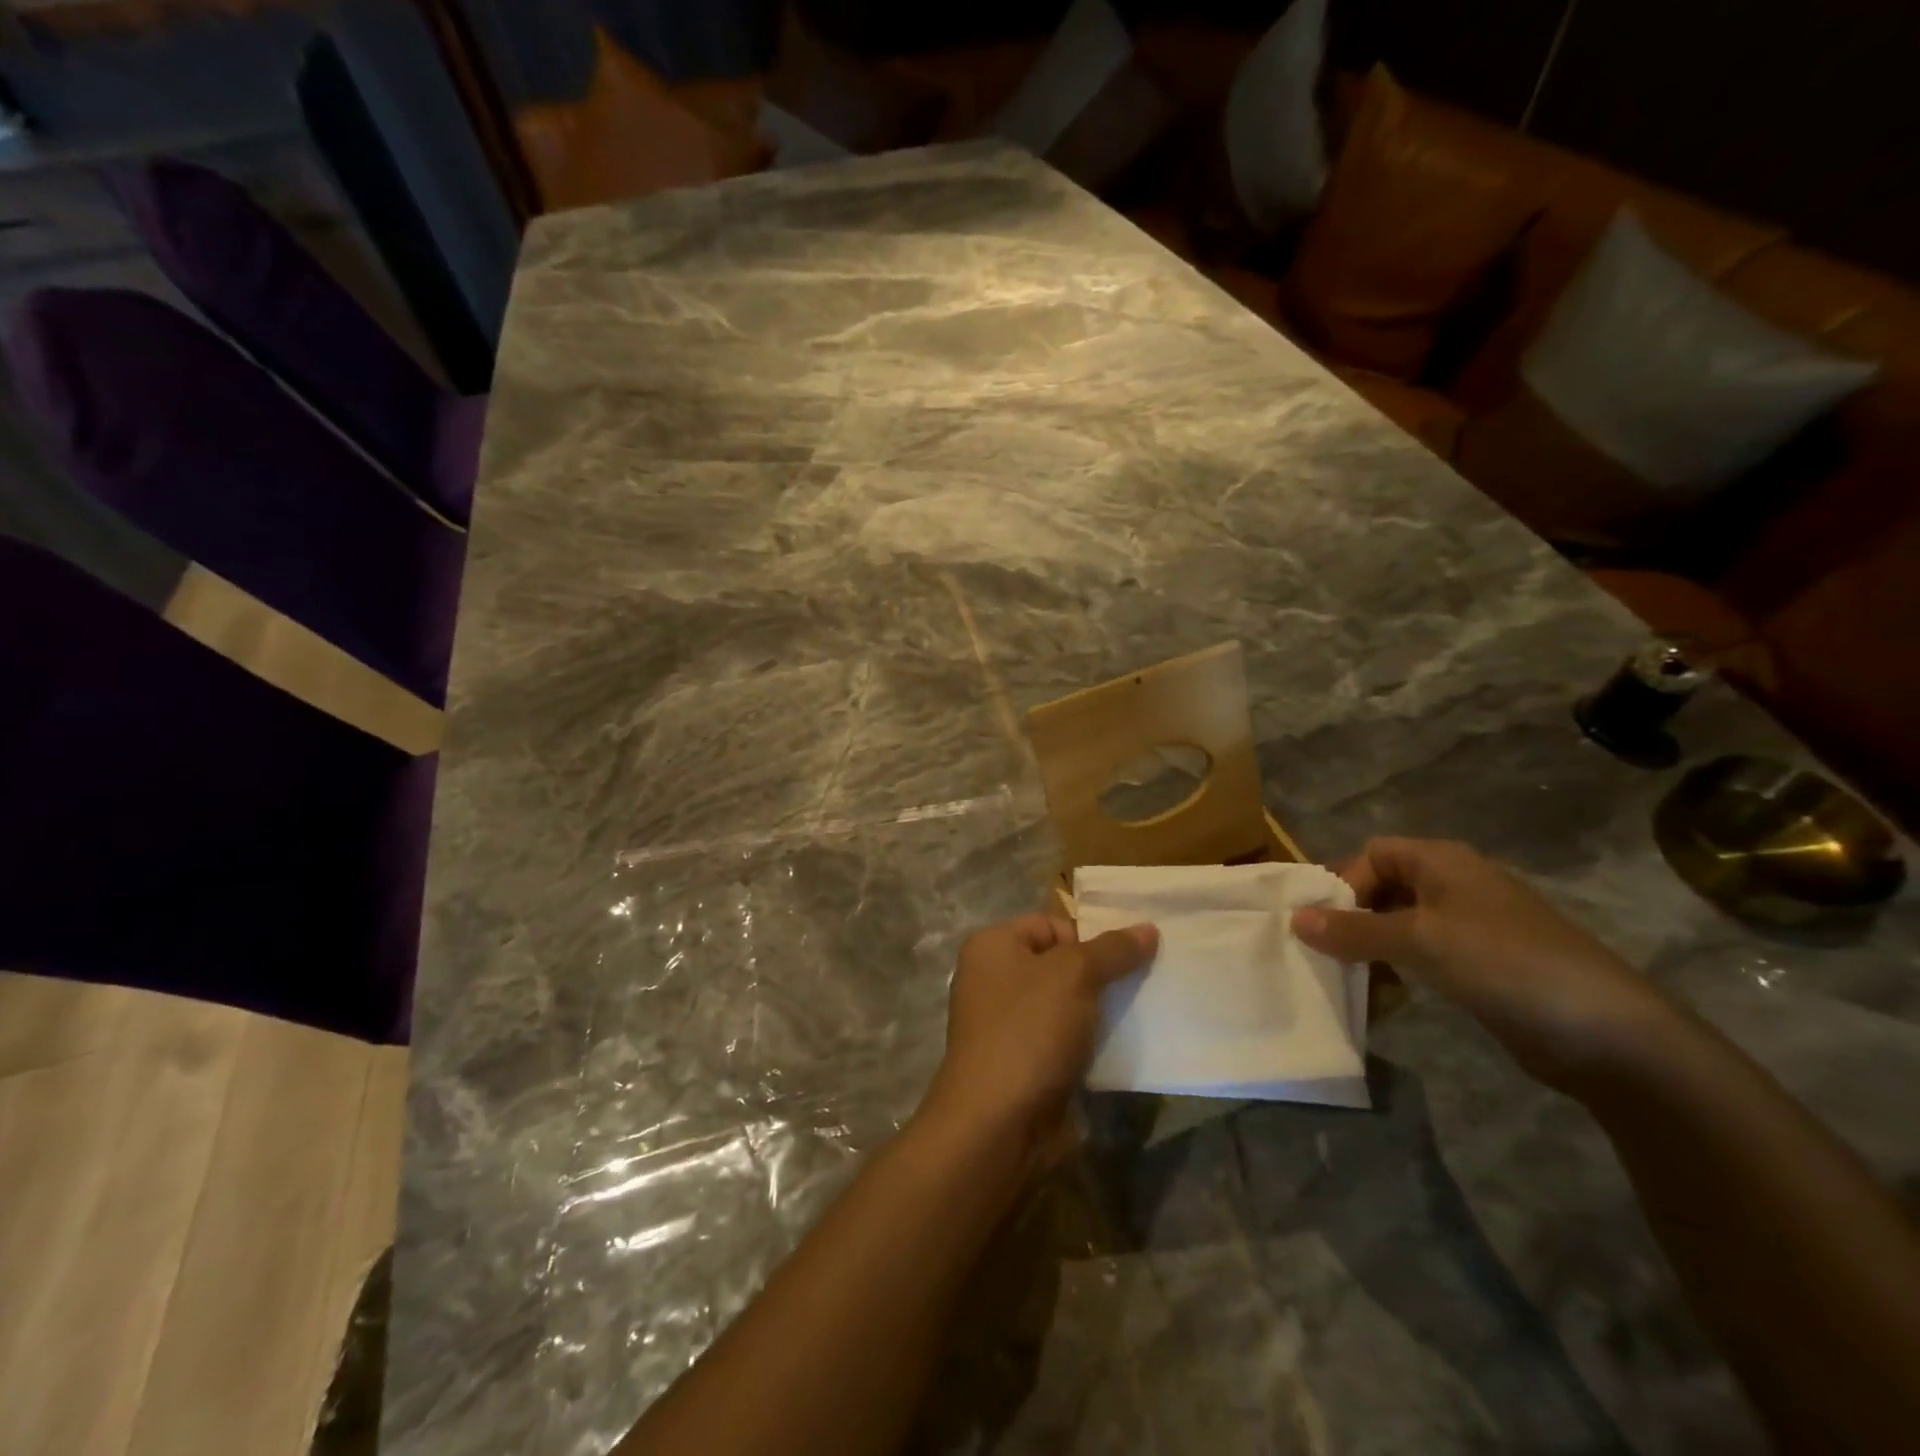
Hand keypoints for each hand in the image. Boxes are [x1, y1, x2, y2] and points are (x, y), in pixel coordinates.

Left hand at [919, 913, 1157, 1162]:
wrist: (997, 1125)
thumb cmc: (1028, 1031)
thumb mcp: (1074, 976)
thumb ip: (1113, 949)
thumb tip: (1148, 928)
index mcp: (992, 946)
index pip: (1051, 924)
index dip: (1087, 939)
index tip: (1121, 963)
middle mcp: (993, 979)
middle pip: (1060, 964)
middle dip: (1100, 975)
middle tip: (1140, 987)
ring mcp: (1006, 1024)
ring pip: (1066, 1004)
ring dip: (1100, 1011)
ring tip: (1138, 1017)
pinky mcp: (1023, 1063)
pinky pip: (1064, 1040)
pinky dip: (1090, 1043)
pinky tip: (1122, 1050)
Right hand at [1291, 837, 1683, 1095]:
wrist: (1608, 1034)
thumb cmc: (1505, 964)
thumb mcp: (1420, 940)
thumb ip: (1354, 930)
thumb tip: (1294, 919)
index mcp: (1442, 861)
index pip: (1372, 854)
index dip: (1343, 882)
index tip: (1322, 923)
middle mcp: (1455, 884)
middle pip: (1384, 887)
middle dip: (1351, 916)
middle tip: (1325, 951)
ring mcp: (1472, 926)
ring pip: (1401, 924)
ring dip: (1371, 946)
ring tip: (1348, 976)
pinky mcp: (1483, 964)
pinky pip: (1424, 955)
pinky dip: (1399, 968)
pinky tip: (1385, 994)